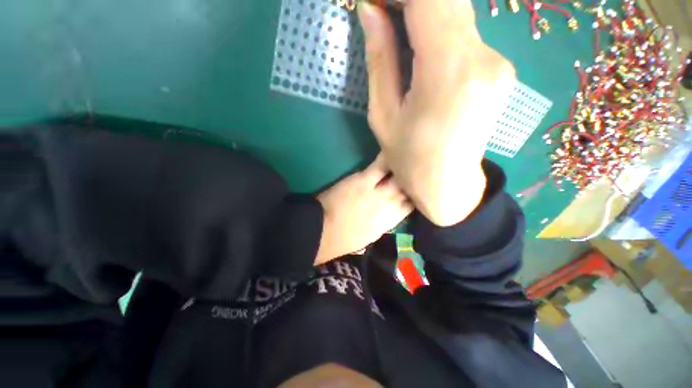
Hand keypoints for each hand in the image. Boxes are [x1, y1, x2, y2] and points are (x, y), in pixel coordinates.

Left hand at [314, 155, 412, 264]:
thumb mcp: (367, 238)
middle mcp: (389, 207)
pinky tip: (393, 148)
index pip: (409, 207)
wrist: (323, 231)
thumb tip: (385, 217)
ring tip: (408, 157)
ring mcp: (378, 193)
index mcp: (388, 223)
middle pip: (408, 190)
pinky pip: (380, 166)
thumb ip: (380, 225)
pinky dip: (387, 158)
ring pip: (399, 177)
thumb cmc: (343, 240)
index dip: (413, 197)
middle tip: (413, 171)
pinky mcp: (364, 181)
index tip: (413, 189)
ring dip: (404, 168)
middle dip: (412, 181)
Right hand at [358, 0, 515, 225]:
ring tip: (398, 29)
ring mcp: (499, 63)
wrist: (447, 185)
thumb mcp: (383, 116)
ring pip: (460, 13)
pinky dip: (442, 28)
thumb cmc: (409, 159)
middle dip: (411, 2)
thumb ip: (380, 59)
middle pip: (448, 0)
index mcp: (448, 72)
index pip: (429, 0)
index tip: (377, 5)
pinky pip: (468, 34)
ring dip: (426, 12)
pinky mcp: (501, 70)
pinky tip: (422, 48)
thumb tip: (370, 10)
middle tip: (384, 13)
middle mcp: (483, 58)